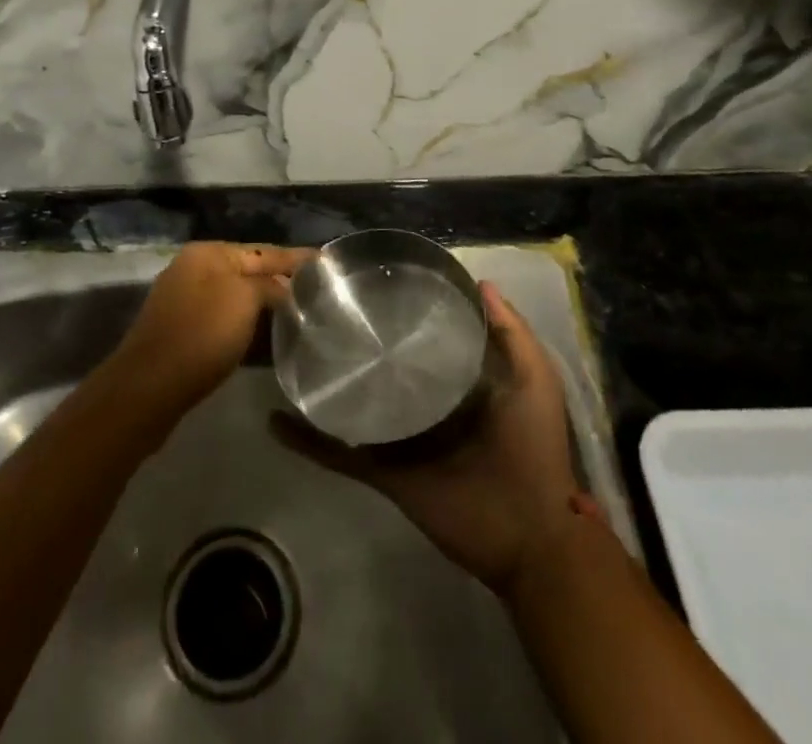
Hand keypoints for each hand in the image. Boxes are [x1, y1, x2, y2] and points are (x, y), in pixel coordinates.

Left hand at [110, 242, 313, 419]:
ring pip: (237, 298)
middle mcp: (195, 269)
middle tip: (318, 291)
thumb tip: (284, 288)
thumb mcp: (244, 299)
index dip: (296, 257)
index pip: (264, 250)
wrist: (149, 388)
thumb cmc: (201, 334)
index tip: (325, 260)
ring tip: (301, 314)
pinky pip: (225, 321)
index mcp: (209, 253)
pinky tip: (268, 338)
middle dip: (281, 281)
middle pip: (249, 272)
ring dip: (265, 306)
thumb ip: (270, 285)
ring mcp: (186, 301)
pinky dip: (248, 326)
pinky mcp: (183, 332)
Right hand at [272, 281, 579, 597]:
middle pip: (380, 367)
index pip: (420, 338)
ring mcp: (398, 438)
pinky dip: (307, 440)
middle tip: (320, 309)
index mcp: (455, 382)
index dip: (401, 311)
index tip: (373, 280)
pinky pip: (338, 454)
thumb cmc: (532, 447)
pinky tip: (277, 419)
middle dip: (355, 343)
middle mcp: (421, 403)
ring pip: (353, 405)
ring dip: (324, 385)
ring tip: (291, 351)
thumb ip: (512, 333)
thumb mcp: (534, 379)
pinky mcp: (382, 470)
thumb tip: (482, 282)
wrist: (530, 532)